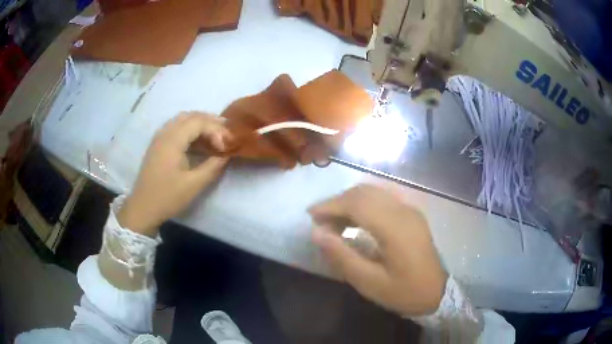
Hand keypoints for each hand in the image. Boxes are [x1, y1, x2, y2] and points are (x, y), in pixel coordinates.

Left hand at [118, 112, 231, 235]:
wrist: (142, 208)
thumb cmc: (168, 197)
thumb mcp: (194, 184)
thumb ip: (213, 166)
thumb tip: (226, 154)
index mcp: (173, 140)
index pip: (199, 122)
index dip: (216, 130)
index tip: (226, 147)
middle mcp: (165, 132)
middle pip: (191, 116)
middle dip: (210, 122)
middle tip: (226, 134)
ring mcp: (159, 137)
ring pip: (183, 119)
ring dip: (200, 123)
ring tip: (215, 135)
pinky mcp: (158, 144)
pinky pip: (176, 127)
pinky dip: (190, 129)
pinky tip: (197, 141)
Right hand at [308, 184, 447, 315]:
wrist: (439, 292)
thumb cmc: (405, 292)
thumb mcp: (370, 283)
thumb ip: (342, 256)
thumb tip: (317, 233)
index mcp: (395, 227)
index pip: (357, 203)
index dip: (331, 205)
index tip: (310, 215)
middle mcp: (403, 210)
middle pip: (364, 192)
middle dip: (338, 202)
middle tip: (321, 222)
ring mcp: (410, 210)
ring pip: (373, 192)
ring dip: (350, 202)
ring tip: (335, 223)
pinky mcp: (411, 214)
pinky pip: (383, 198)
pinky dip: (364, 204)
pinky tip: (356, 221)